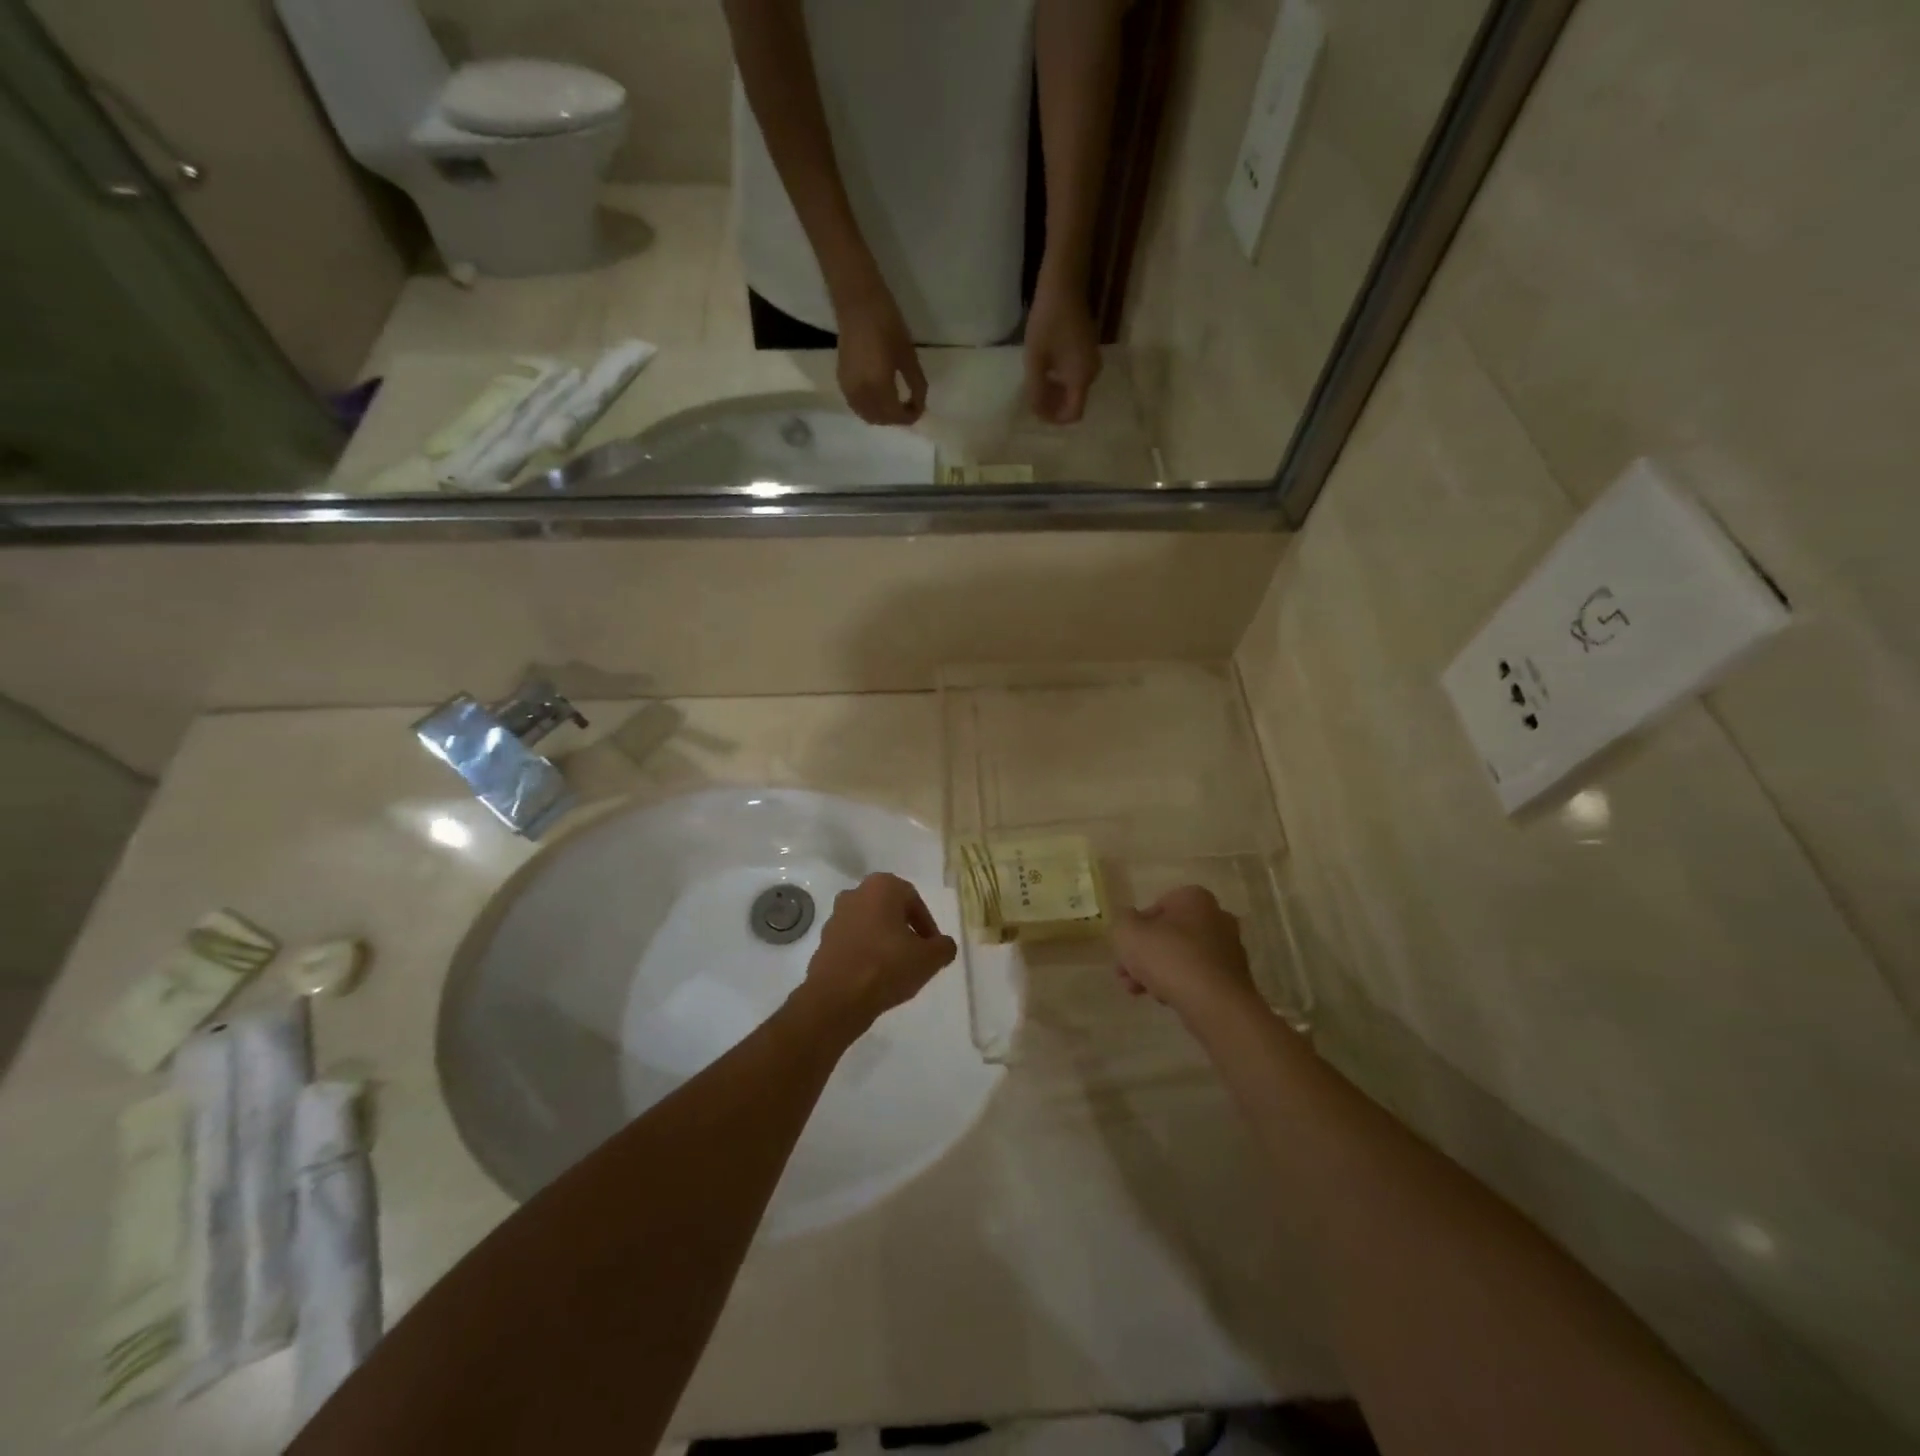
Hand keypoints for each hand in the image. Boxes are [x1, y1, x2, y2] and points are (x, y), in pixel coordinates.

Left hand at [796, 873, 956, 1036]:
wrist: (836, 998)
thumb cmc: (887, 967)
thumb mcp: (929, 959)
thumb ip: (944, 947)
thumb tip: (944, 946)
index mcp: (881, 886)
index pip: (914, 901)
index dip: (927, 926)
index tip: (933, 948)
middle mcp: (855, 893)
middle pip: (890, 911)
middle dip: (905, 931)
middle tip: (917, 957)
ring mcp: (836, 917)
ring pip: (870, 926)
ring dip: (885, 942)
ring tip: (897, 970)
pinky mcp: (823, 941)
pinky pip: (854, 943)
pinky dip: (866, 954)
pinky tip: (875, 978)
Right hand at [835, 286, 927, 425]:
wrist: (857, 303)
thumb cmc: (887, 324)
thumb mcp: (908, 356)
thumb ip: (916, 385)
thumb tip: (920, 404)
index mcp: (878, 388)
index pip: (896, 416)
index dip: (910, 416)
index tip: (920, 407)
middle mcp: (861, 394)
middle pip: (880, 420)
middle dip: (896, 418)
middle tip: (909, 406)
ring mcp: (848, 389)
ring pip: (867, 415)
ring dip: (882, 416)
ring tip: (895, 403)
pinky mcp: (842, 380)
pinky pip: (856, 405)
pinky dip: (869, 408)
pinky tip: (878, 397)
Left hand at [1024, 272, 1101, 424]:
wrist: (1064, 284)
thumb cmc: (1048, 322)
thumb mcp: (1035, 360)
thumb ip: (1035, 390)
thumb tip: (1037, 412)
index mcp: (1082, 378)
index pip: (1073, 414)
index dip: (1055, 418)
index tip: (1037, 411)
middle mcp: (1092, 374)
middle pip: (1074, 402)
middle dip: (1054, 406)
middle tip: (1033, 398)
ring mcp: (1092, 361)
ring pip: (1075, 389)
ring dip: (1056, 393)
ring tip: (1036, 384)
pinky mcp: (1089, 350)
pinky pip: (1076, 375)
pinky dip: (1061, 380)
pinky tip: (1046, 370)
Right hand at [1111, 886, 1256, 1017]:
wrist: (1215, 1005)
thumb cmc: (1169, 958)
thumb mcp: (1127, 933)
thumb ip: (1122, 922)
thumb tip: (1130, 922)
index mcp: (1194, 898)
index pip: (1156, 907)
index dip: (1135, 928)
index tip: (1124, 948)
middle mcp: (1216, 917)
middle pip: (1168, 934)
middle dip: (1143, 954)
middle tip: (1124, 973)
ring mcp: (1228, 949)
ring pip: (1180, 957)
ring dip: (1156, 971)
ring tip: (1136, 991)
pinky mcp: (1232, 978)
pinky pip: (1197, 976)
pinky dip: (1179, 984)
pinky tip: (1163, 999)